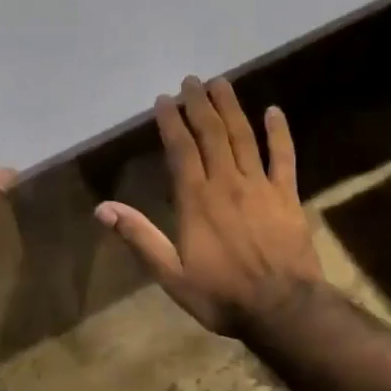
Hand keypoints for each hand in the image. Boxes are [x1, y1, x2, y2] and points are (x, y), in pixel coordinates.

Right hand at [95, 76, 323, 334]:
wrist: (284, 310)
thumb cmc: (222, 295)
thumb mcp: (171, 275)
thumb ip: (139, 238)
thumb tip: (102, 208)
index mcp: (196, 200)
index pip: (181, 149)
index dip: (171, 121)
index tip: (164, 99)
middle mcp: (227, 183)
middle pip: (212, 134)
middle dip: (199, 104)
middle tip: (191, 81)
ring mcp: (261, 186)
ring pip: (243, 137)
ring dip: (231, 108)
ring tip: (220, 83)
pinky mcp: (288, 196)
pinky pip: (284, 157)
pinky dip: (279, 132)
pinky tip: (274, 111)